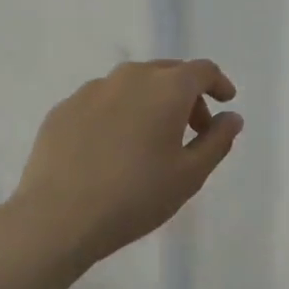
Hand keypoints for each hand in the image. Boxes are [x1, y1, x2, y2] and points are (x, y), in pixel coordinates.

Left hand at [13, 59, 240, 266]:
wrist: (56, 217)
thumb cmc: (135, 197)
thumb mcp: (189, 175)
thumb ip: (217, 141)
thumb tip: (231, 117)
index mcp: (167, 87)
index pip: (202, 70)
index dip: (218, 83)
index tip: (225, 102)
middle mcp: (130, 76)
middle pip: (168, 73)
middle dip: (187, 95)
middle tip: (192, 129)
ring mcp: (93, 89)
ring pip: (133, 84)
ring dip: (151, 102)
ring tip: (150, 140)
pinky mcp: (65, 107)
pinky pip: (102, 101)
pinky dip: (118, 113)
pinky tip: (112, 148)